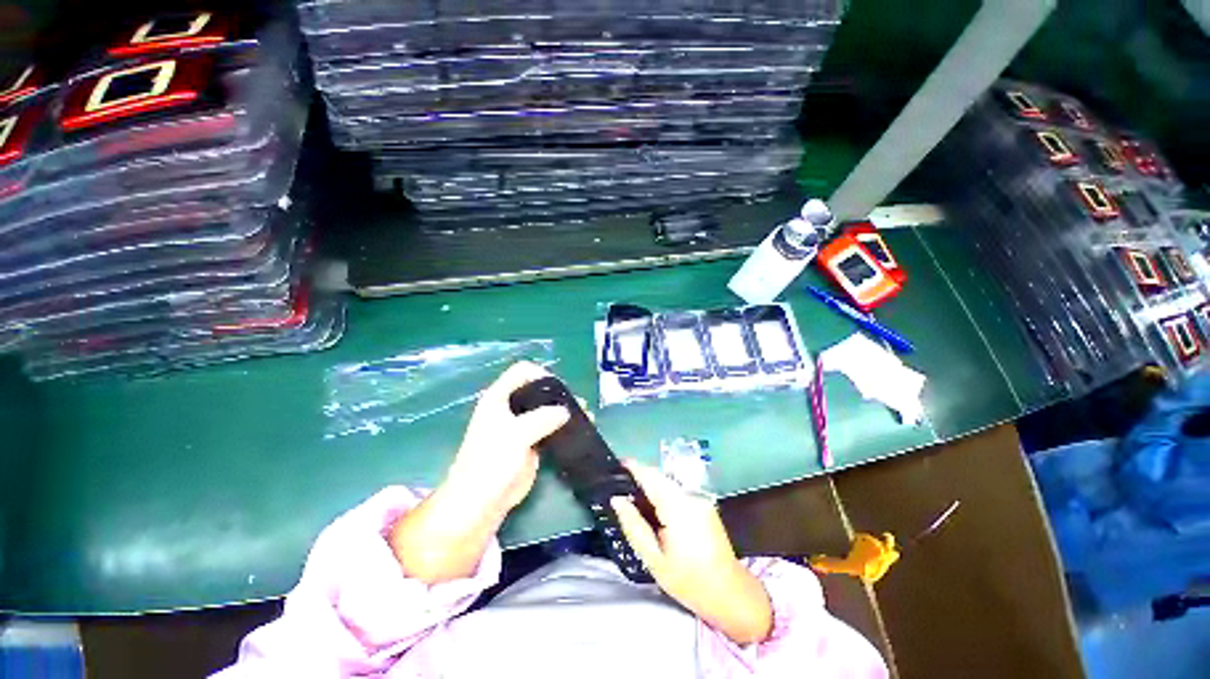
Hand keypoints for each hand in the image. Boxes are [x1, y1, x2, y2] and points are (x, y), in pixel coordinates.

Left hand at [389, 362, 569, 583]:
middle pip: (537, 389)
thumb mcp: (516, 434)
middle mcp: (510, 407)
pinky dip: (563, 426)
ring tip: (584, 414)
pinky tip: (578, 429)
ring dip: (564, 410)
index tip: (559, 388)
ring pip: (546, 409)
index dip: (541, 374)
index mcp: (499, 397)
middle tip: (577, 403)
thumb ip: (542, 418)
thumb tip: (566, 411)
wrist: (481, 501)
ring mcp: (521, 425)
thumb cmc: (491, 461)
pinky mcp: (530, 442)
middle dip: (558, 393)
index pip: (522, 371)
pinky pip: (550, 428)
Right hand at [611, 461, 772, 645]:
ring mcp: (700, 498)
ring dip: (652, 485)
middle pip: (660, 476)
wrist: (730, 592)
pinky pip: (678, 491)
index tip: (618, 463)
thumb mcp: (654, 559)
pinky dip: (664, 493)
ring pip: (669, 482)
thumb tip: (617, 499)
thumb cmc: (688, 580)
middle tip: (622, 487)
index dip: (634, 466)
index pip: (651, 476)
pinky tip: (657, 510)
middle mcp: (690, 495)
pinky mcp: (705, 503)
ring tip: (636, 499)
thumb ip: (634, 526)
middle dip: (641, 476)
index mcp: (677, 507)